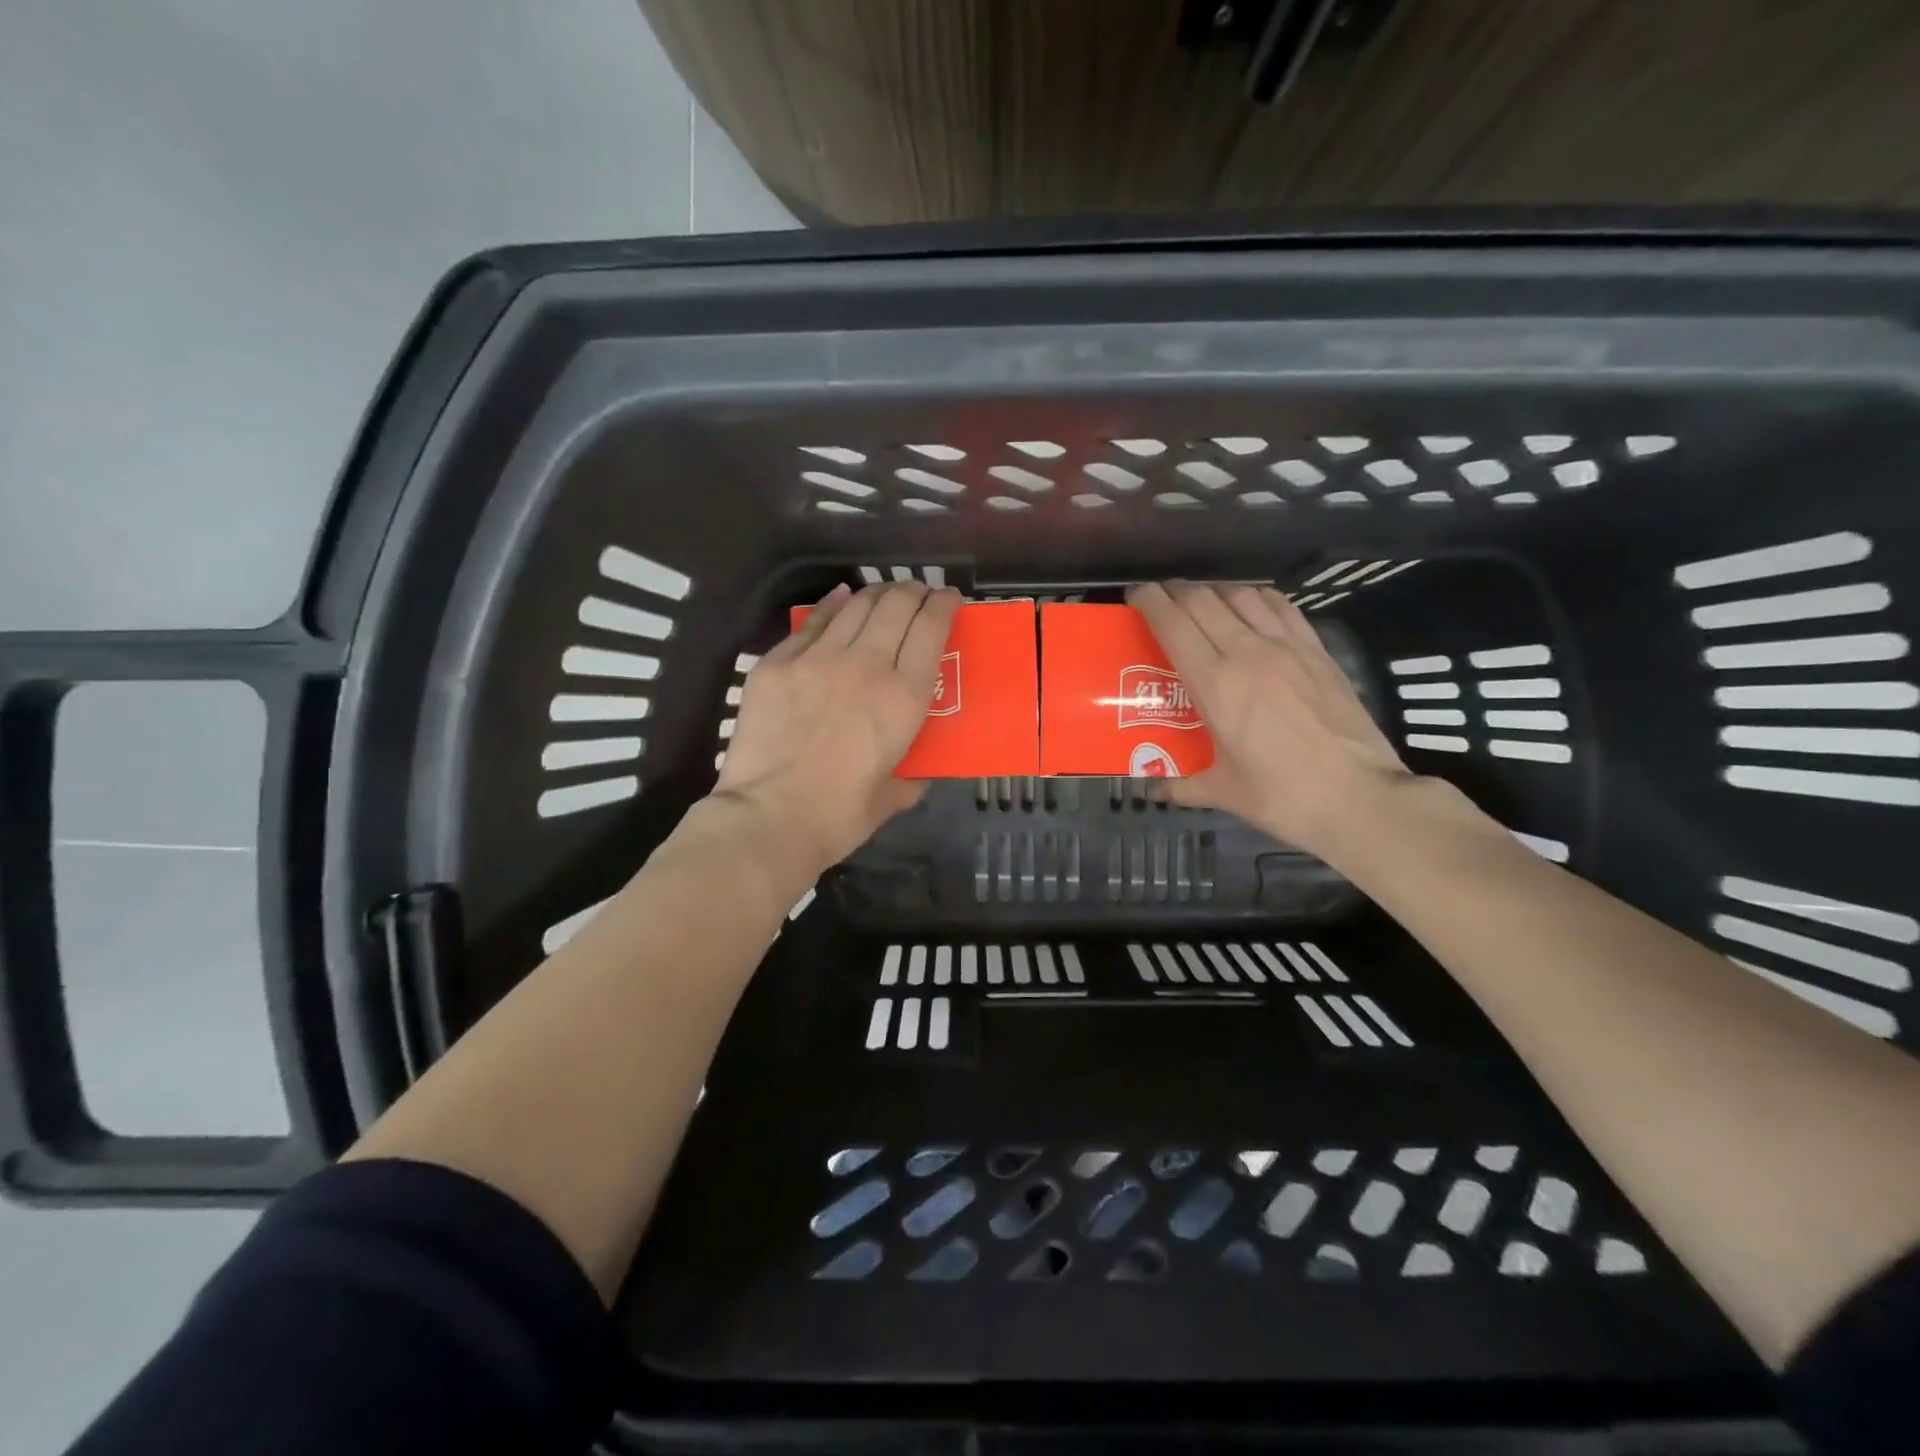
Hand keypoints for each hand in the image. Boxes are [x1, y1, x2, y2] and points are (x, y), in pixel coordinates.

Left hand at [713, 580, 962, 875]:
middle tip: (919, 596)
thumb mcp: (892, 797)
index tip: (950, 600)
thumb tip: (914, 773)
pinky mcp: (778, 662)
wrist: (769, 817)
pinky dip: (834, 605)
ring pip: (856, 605)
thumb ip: (911, 777)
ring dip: (878, 594)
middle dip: (915, 591)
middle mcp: (866, 664)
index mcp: (904, 697)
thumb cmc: (839, 816)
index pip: (931, 628)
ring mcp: (818, 658)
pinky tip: (841, 600)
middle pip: (897, 604)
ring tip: (884, 597)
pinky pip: (813, 622)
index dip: (945, 604)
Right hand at [1128, 581, 1412, 860]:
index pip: (1172, 623)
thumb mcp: (1222, 792)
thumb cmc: (1281, 796)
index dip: (1148, 600)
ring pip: (1241, 594)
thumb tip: (1154, 789)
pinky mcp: (1317, 650)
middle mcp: (1246, 652)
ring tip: (1204, 603)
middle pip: (1202, 599)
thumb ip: (1182, 785)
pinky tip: (1252, 607)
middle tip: (1162, 602)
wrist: (1358, 796)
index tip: (1135, 597)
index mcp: (1214, 684)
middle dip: (1175, 593)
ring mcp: (1287, 647)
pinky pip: (1281, 606)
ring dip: (1215, 591)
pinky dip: (1257, 597)